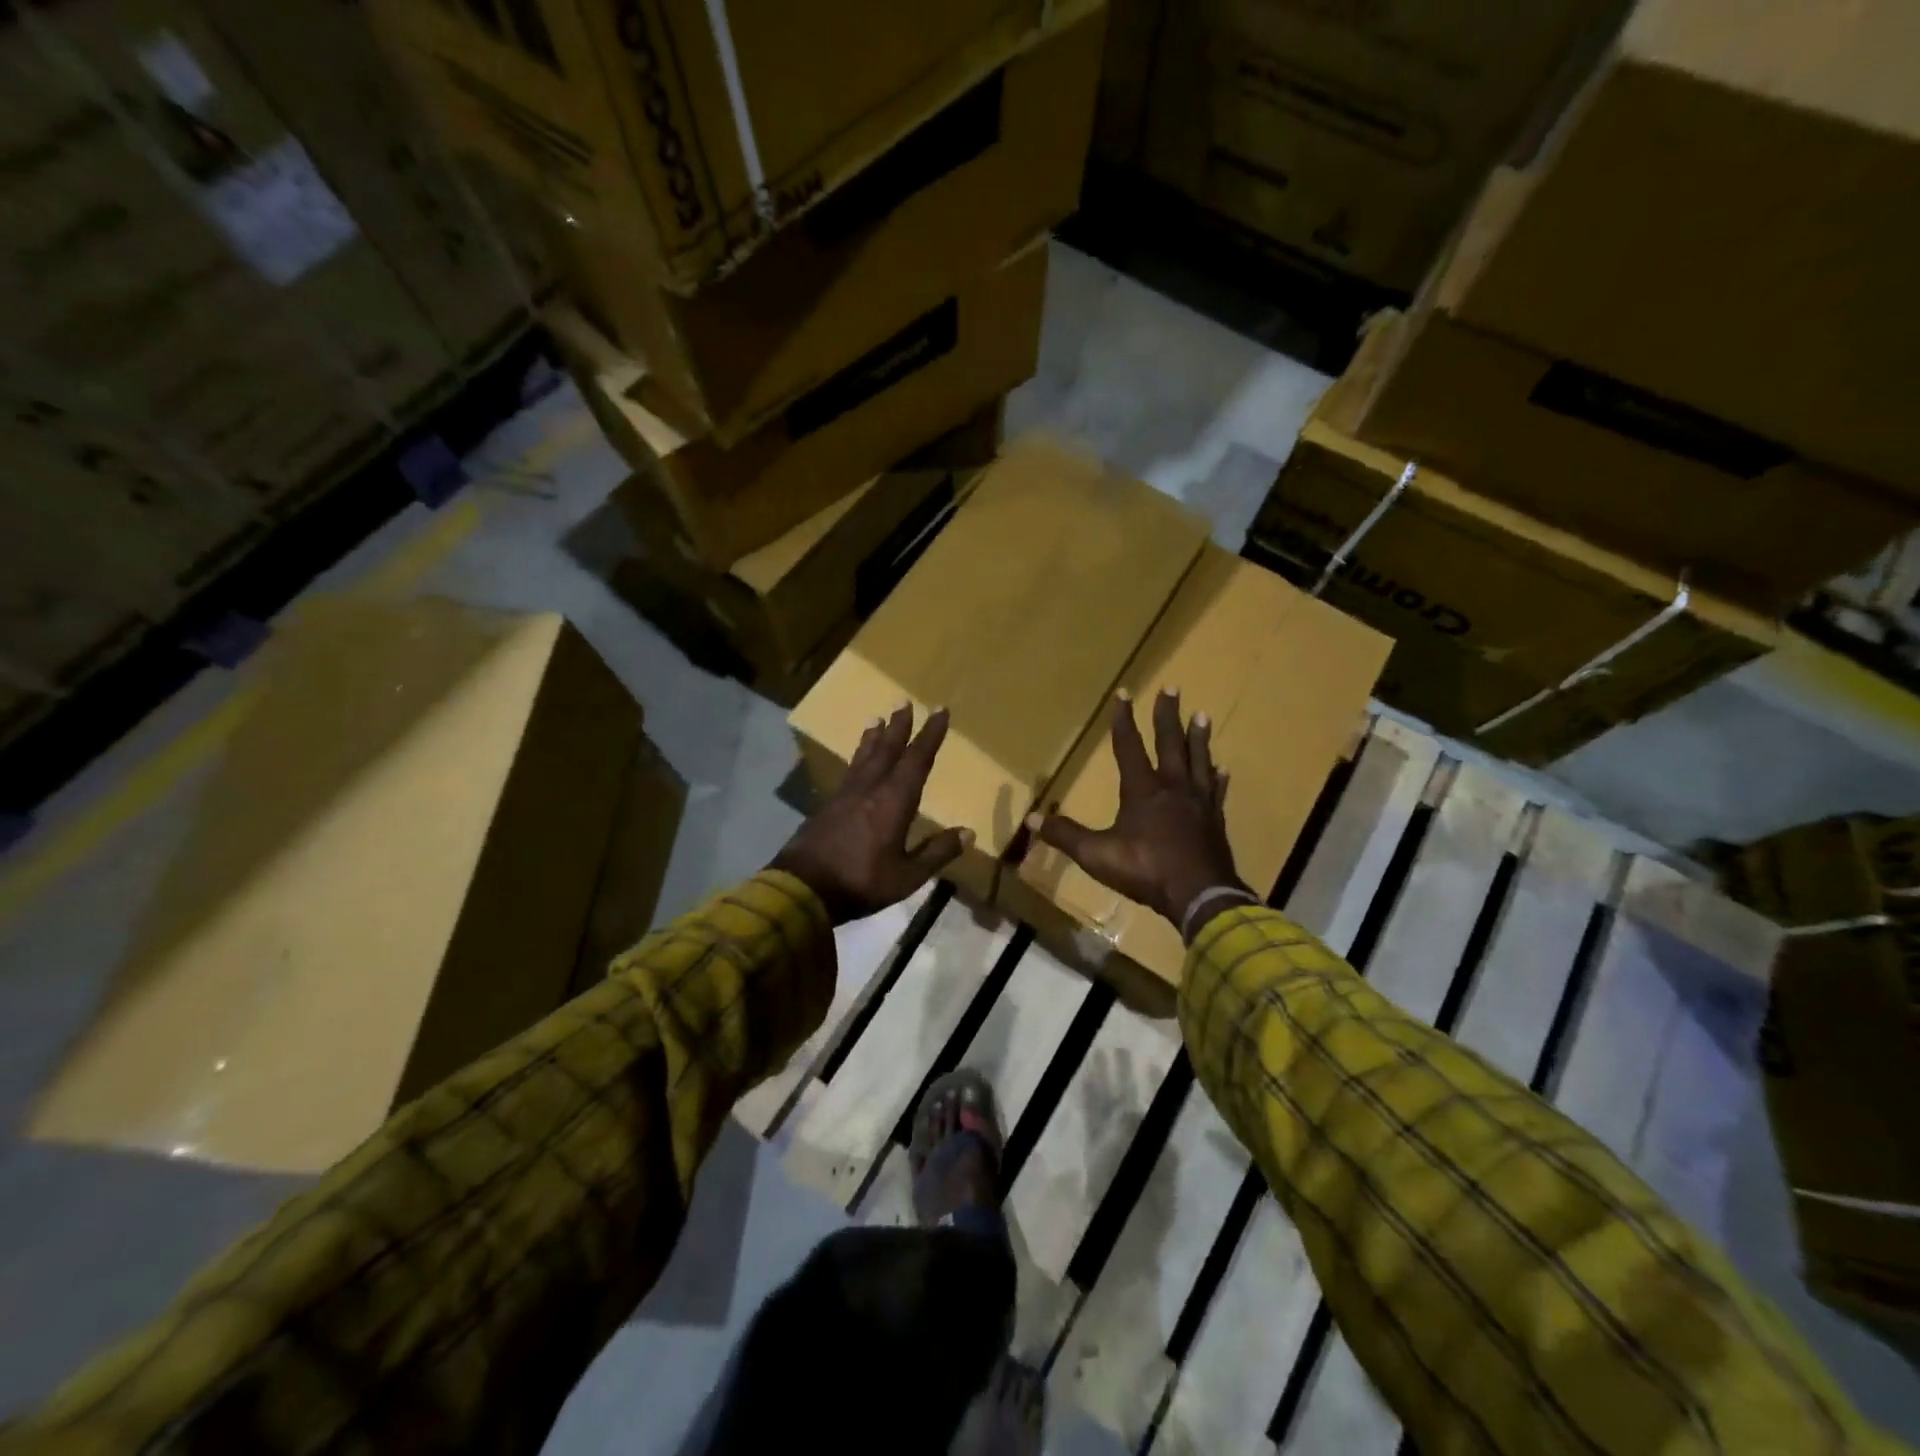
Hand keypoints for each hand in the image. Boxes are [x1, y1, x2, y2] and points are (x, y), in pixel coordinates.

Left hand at [774, 704, 971, 924]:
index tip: (940, 711)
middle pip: (887, 750)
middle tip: (904, 702)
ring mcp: (846, 796)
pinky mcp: (828, 806)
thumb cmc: (861, 882)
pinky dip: (858, 757)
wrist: (802, 888)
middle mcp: (870, 789)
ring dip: (874, 737)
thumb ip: (937, 852)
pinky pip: (850, 771)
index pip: (917, 760)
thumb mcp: (908, 876)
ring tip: (878, 719)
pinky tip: (857, 762)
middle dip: (900, 726)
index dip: (930, 735)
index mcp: (894, 801)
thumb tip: (968, 832)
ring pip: (864, 757)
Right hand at [1033, 689, 1251, 928]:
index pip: (1130, 747)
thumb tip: (1031, 819)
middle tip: (1172, 687)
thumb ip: (1065, 835)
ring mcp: (1198, 804)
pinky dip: (1218, 779)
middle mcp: (1172, 788)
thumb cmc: (1146, 870)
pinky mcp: (1215, 822)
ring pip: (1199, 761)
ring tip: (1202, 716)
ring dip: (1199, 738)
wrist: (1200, 896)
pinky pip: (1216, 793)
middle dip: (1167, 716)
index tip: (1125, 693)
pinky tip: (1222, 769)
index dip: (1124, 720)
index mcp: (1142, 790)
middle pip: (1170, 744)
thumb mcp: (1097, 854)